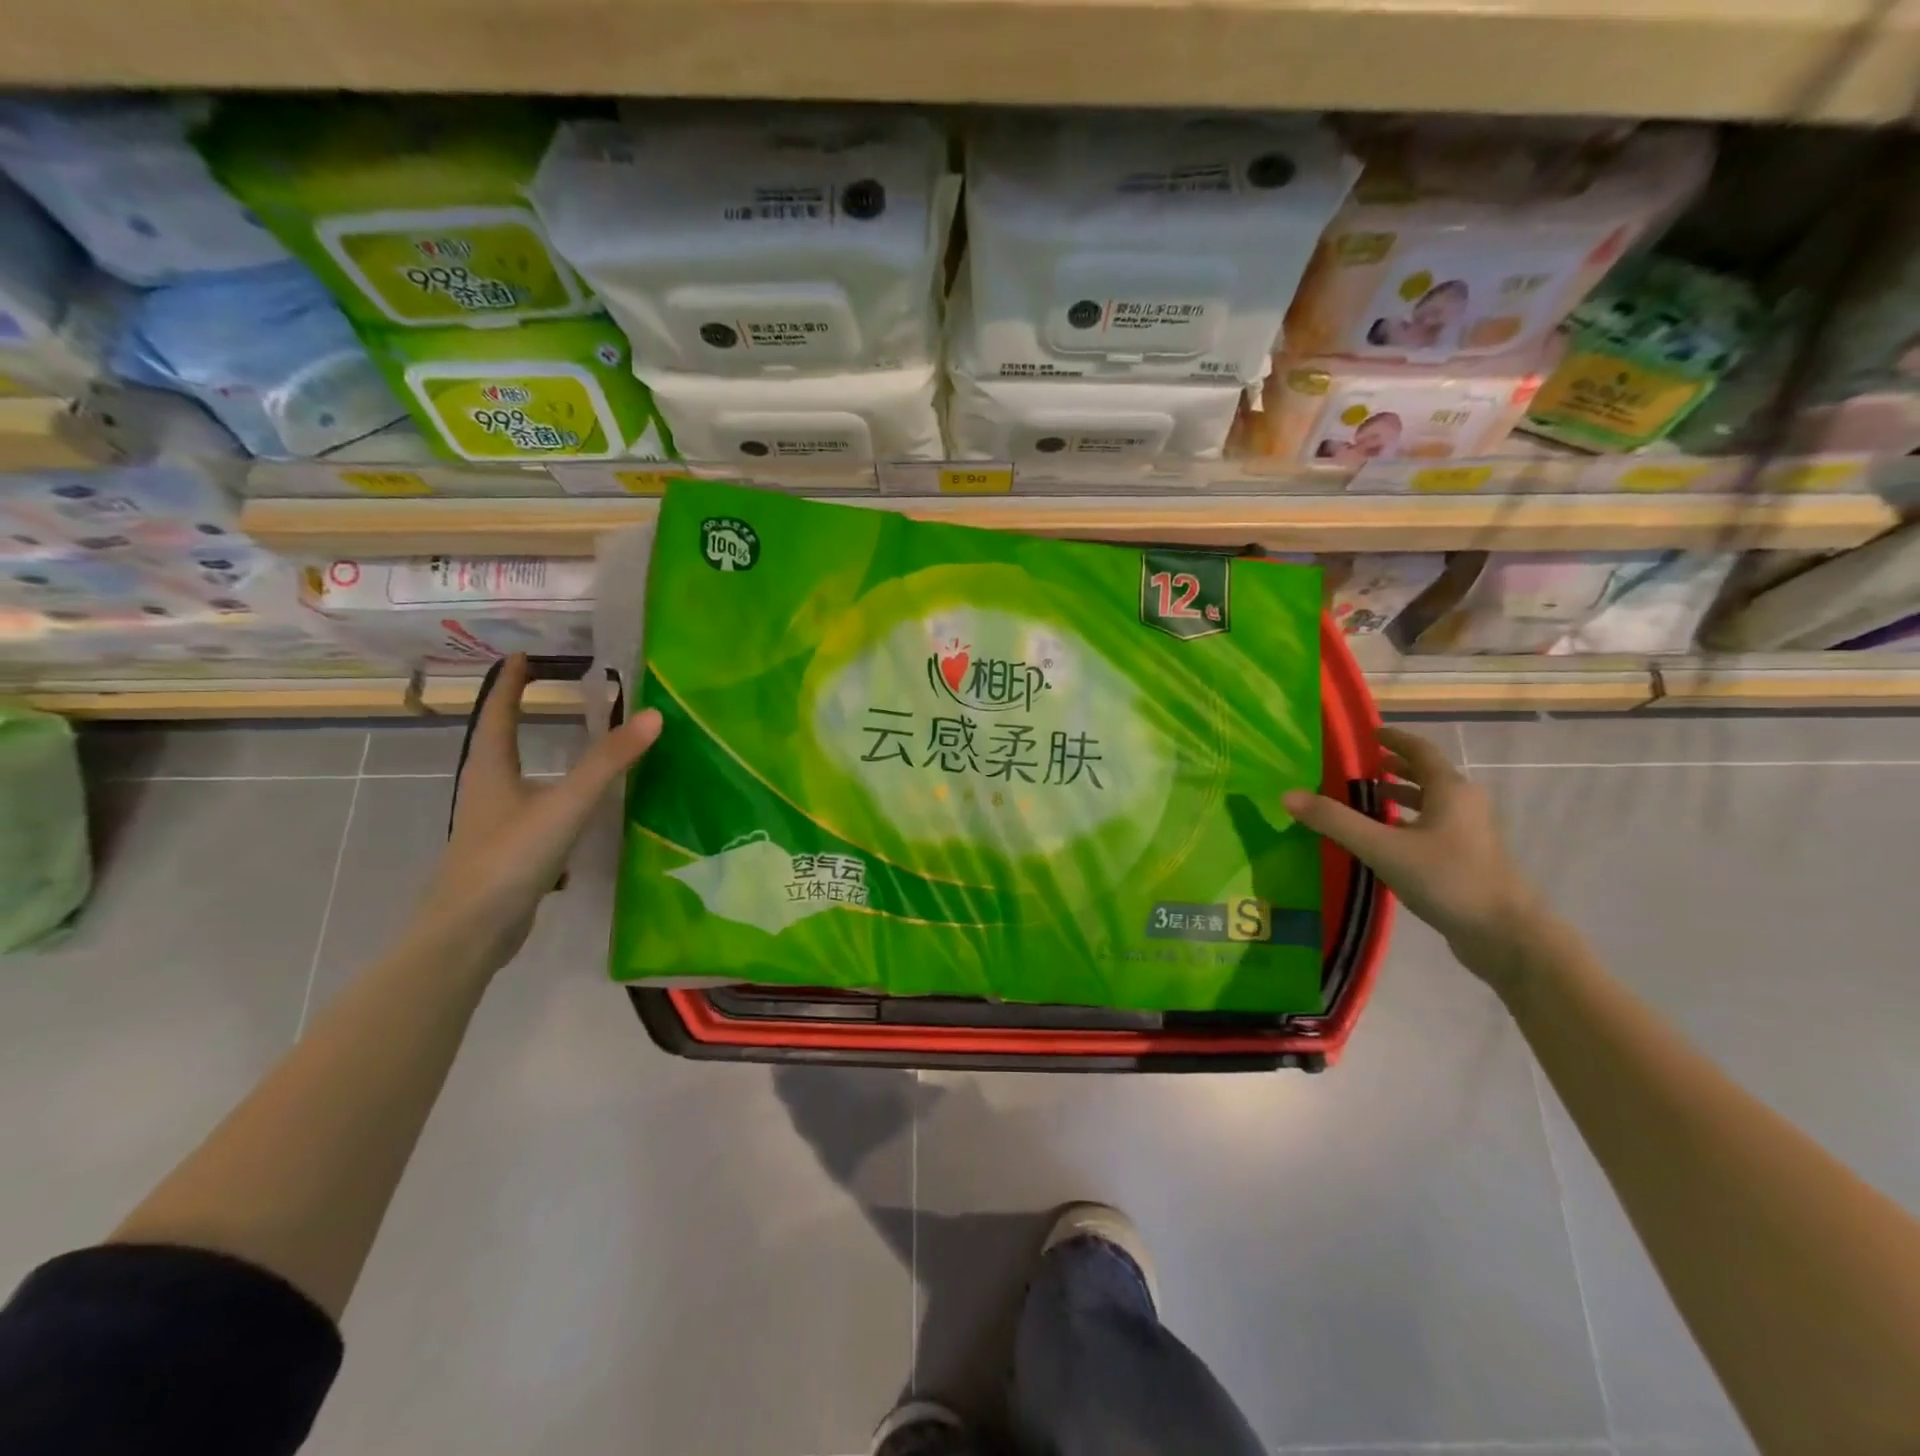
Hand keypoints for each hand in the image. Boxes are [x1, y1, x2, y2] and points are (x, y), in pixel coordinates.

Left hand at [410, 655, 662, 973]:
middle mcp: (488, 791)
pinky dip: (553, 798)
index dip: (511, 685)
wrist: (471, 933)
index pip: (499, 714)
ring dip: (539, 758)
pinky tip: (577, 811)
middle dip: (521, 716)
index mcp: (490, 770)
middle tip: (551, 692)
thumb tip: (653, 715)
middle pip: (501, 743)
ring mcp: (495, 824)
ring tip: (570, 745)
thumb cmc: (510, 857)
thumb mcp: (566, 804)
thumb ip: (609, 762)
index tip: (524, 657)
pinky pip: (534, 811)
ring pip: (517, 779)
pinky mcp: (509, 853)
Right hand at [1283, 726, 1542, 980]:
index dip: (1393, 739)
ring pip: (1430, 803)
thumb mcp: (1383, 849)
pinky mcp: (1467, 859)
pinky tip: (1384, 840)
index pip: (1420, 751)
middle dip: (1393, 768)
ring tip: (1365, 799)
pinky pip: (1432, 827)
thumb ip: (1336, 821)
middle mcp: (1464, 804)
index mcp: (1451, 790)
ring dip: (1400, 796)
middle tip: (1357, 768)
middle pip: (1427, 775)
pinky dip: (1407, 822)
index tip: (1368, 734)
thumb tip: (1288, 795)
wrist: (1505, 935)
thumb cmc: (1447, 880)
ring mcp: (1469, 833)